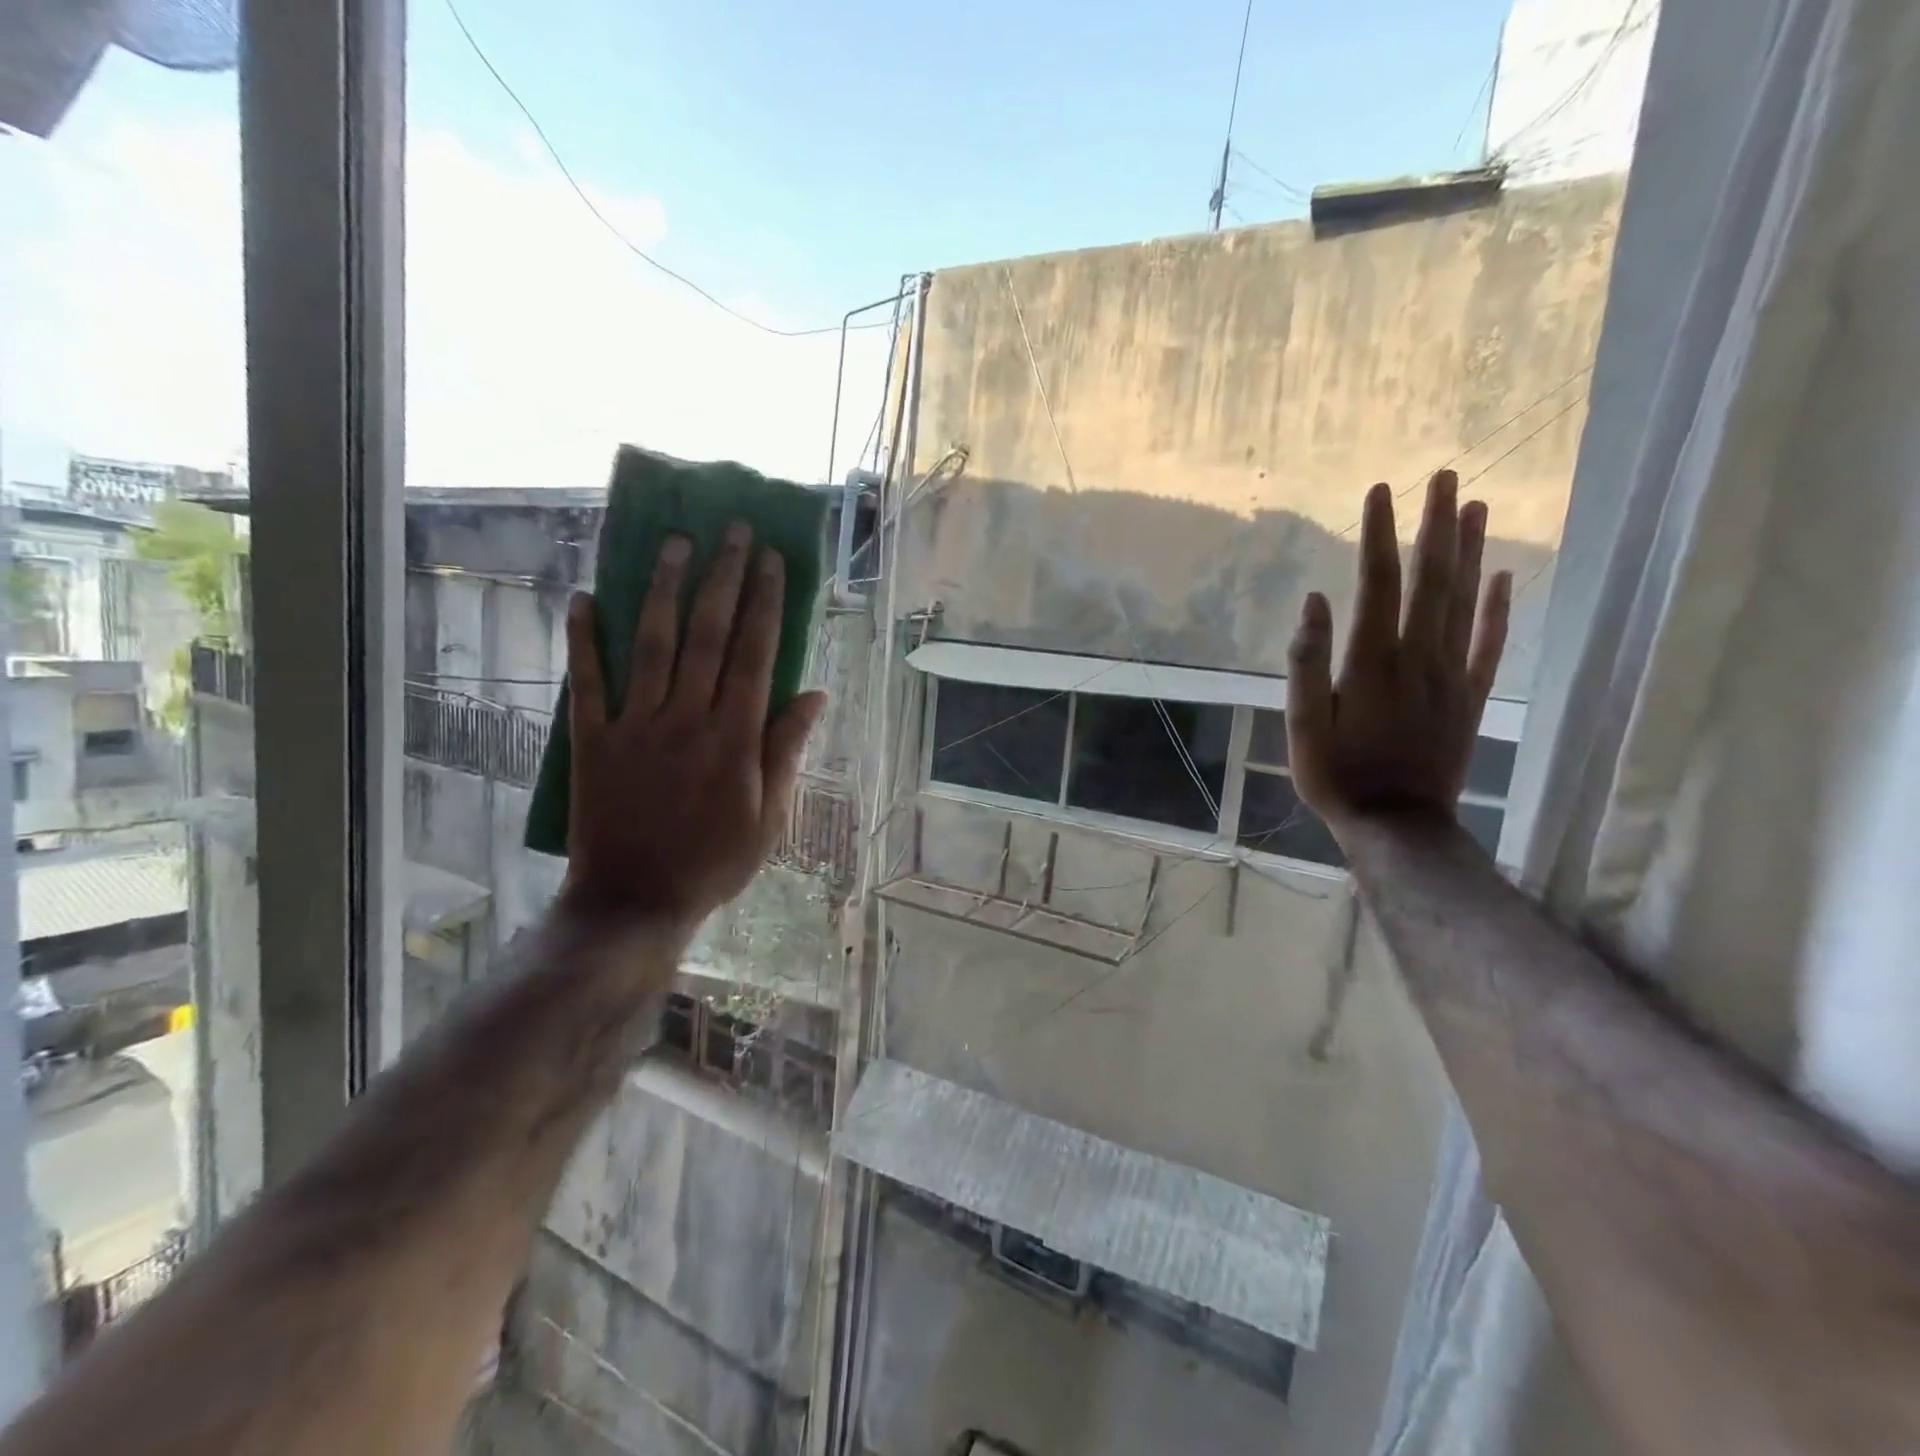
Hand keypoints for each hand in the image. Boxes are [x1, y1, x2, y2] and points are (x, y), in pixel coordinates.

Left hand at [561, 524, 825, 933]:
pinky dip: (583, 639)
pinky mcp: (593, 739)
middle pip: (708, 634)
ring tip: (673, 543)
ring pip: (652, 643)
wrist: (635, 901)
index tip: (772, 560)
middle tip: (732, 530)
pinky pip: (587, 681)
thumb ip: (787, 750)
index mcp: (735, 737)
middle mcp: (687, 718)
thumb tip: (815, 695)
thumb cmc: (714, 861)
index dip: (765, 602)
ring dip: (662, 589)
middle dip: (723, 577)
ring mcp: (636, 725)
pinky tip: (583, 598)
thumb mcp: (771, 816)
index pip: (755, 654)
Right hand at [1285, 469, 1511, 838]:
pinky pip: (1491, 643)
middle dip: (1436, 524)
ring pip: (1466, 600)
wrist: (1397, 825)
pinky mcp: (1472, 696)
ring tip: (1476, 505)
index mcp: (1373, 660)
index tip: (1381, 490)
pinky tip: (1505, 575)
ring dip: (1471, 551)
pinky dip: (1500, 607)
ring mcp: (1453, 674)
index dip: (1381, 534)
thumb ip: (1308, 662)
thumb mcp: (1303, 724)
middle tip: (1446, 476)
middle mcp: (1420, 655)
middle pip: (1432, 578)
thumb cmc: (1337, 775)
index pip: (1379, 582)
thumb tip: (1315, 600)